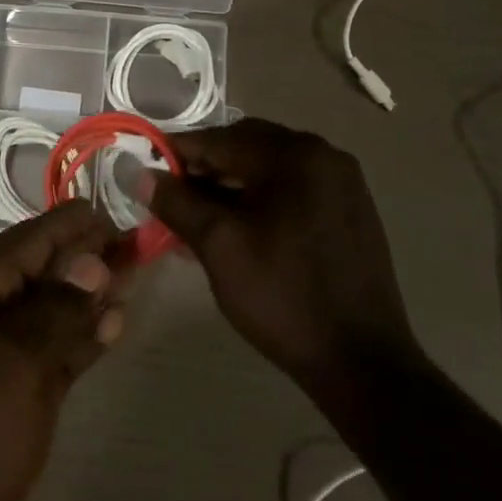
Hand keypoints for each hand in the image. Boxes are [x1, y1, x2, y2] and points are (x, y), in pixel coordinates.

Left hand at [0, 202, 131, 500]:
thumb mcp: (11, 364)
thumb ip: (56, 309)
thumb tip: (91, 259)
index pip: (29, 241)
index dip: (74, 226)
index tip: (121, 215)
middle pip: (42, 274)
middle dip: (88, 258)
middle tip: (141, 246)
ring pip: (51, 315)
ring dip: (90, 297)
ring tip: (136, 278)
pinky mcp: (10, 404)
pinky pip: (52, 357)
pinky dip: (82, 341)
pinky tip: (114, 327)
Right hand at [144, 118, 419, 396]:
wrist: (361, 362)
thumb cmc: (282, 296)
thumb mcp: (219, 246)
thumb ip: (177, 202)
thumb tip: (139, 173)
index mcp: (294, 155)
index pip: (219, 139)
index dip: (175, 153)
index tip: (144, 172)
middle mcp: (323, 155)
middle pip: (245, 147)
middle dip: (203, 169)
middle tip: (170, 198)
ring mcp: (342, 183)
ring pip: (267, 169)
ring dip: (229, 186)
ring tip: (196, 219)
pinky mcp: (350, 210)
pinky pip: (291, 189)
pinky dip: (259, 199)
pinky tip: (236, 229)